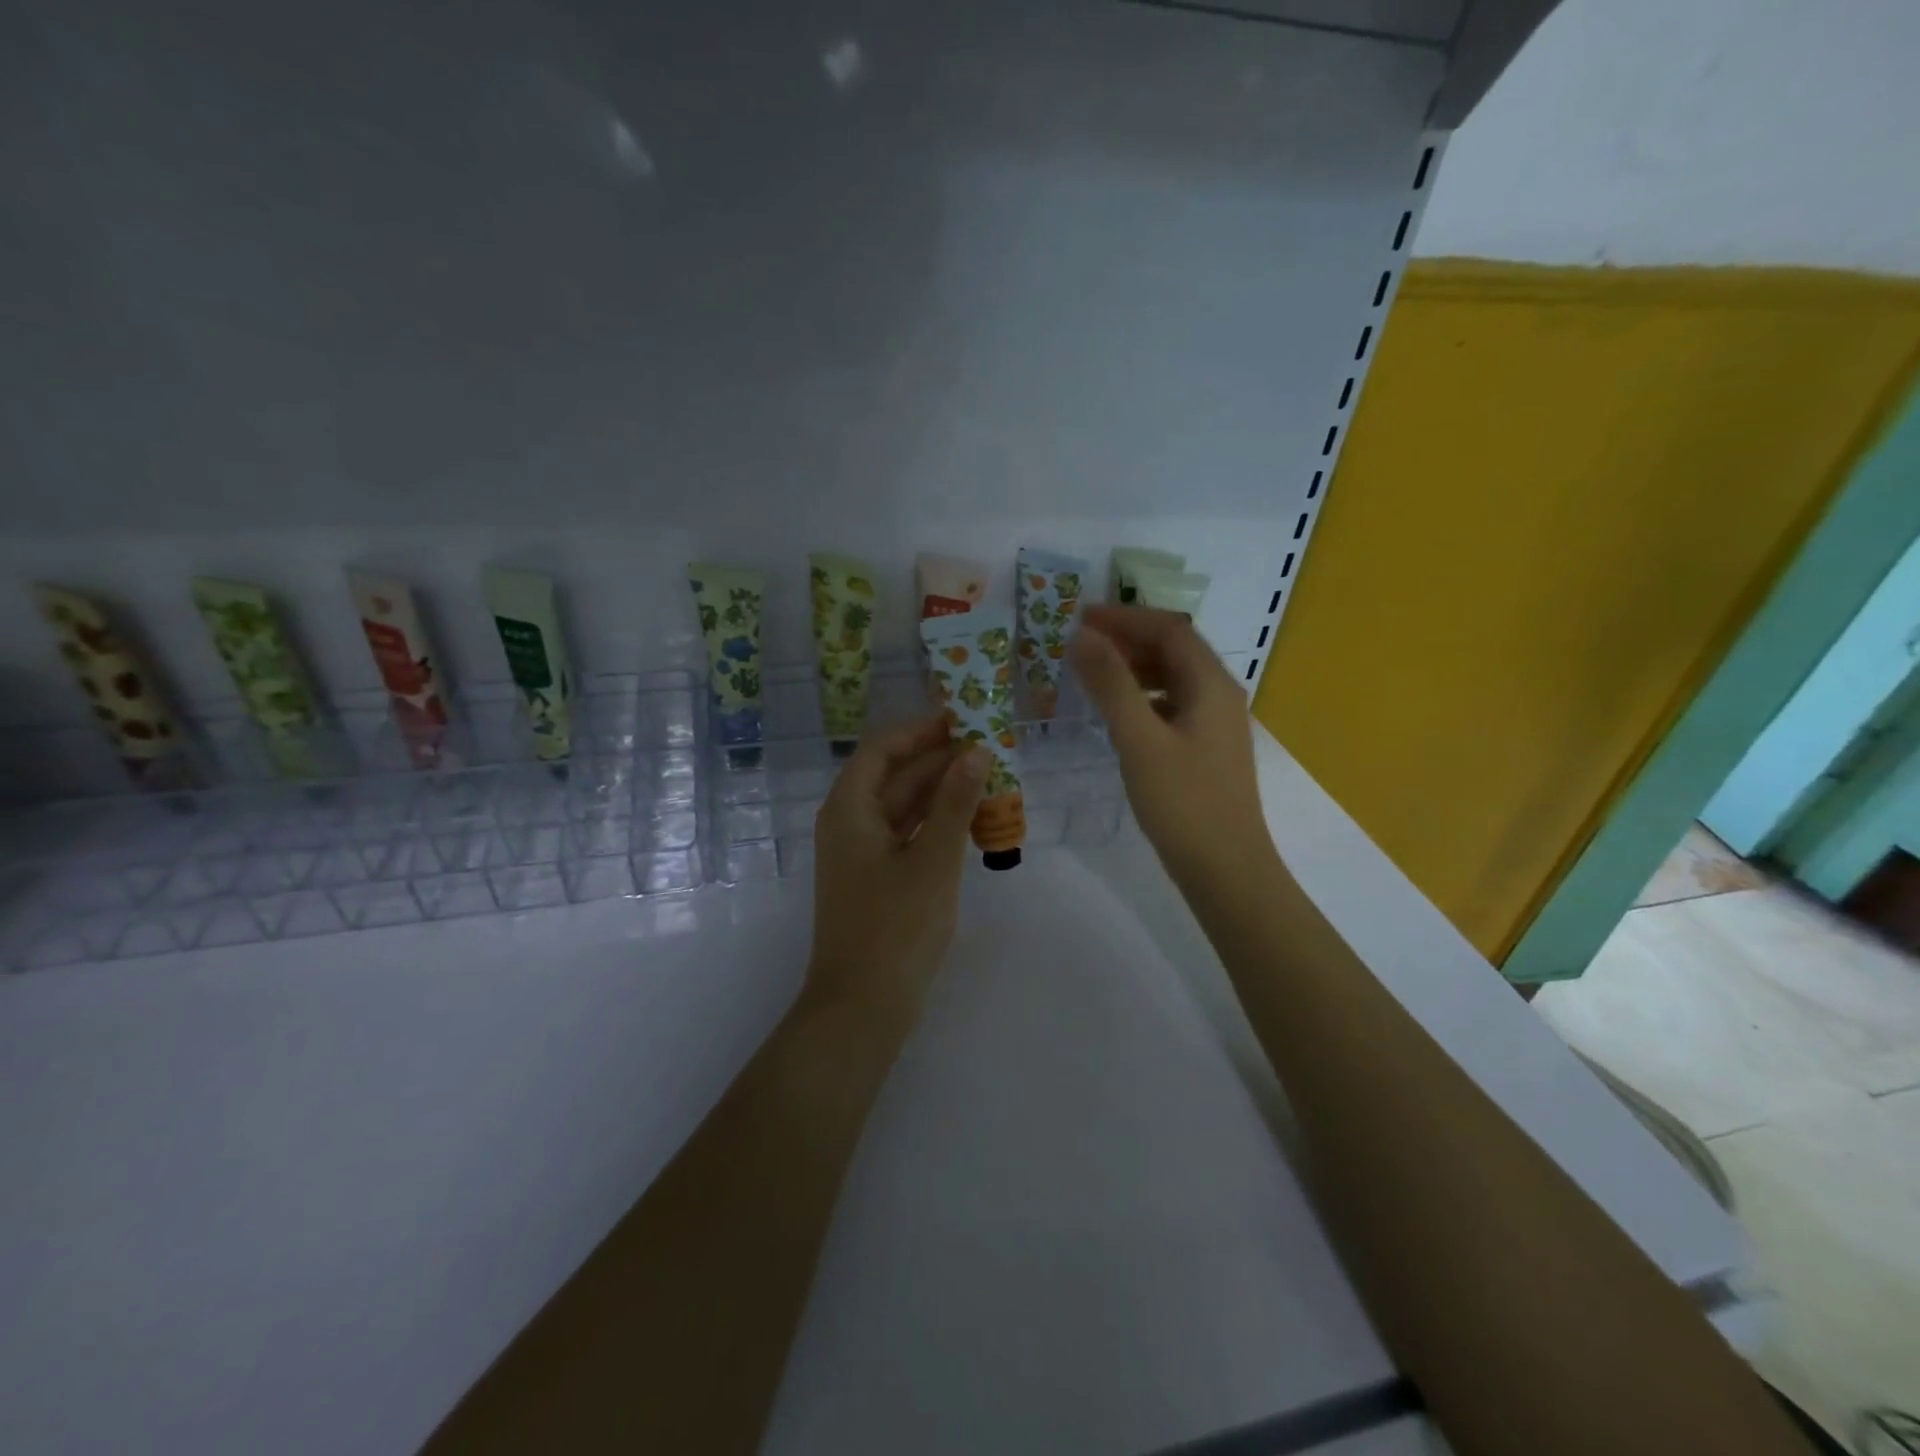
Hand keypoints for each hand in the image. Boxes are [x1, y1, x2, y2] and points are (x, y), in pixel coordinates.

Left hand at [806, 715, 988, 1020]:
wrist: (863, 1006)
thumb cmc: (895, 926)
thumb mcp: (933, 859)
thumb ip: (955, 802)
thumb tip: (976, 751)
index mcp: (849, 809)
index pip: (881, 750)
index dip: (920, 732)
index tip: (961, 721)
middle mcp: (850, 824)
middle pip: (894, 778)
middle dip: (939, 763)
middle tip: (989, 751)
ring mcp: (861, 854)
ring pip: (903, 808)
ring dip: (942, 795)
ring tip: (989, 781)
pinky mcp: (875, 879)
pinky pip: (907, 836)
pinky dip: (936, 826)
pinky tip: (971, 822)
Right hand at [1069, 604, 1276, 888]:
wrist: (1225, 868)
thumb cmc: (1182, 802)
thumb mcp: (1140, 740)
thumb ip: (1111, 685)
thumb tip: (1083, 636)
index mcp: (1211, 684)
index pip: (1169, 629)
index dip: (1124, 618)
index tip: (1080, 618)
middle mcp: (1219, 695)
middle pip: (1174, 649)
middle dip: (1128, 638)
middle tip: (1080, 642)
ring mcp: (1215, 723)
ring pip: (1173, 678)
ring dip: (1134, 667)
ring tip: (1092, 672)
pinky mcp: (1206, 748)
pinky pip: (1172, 705)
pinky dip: (1142, 696)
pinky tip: (1117, 713)